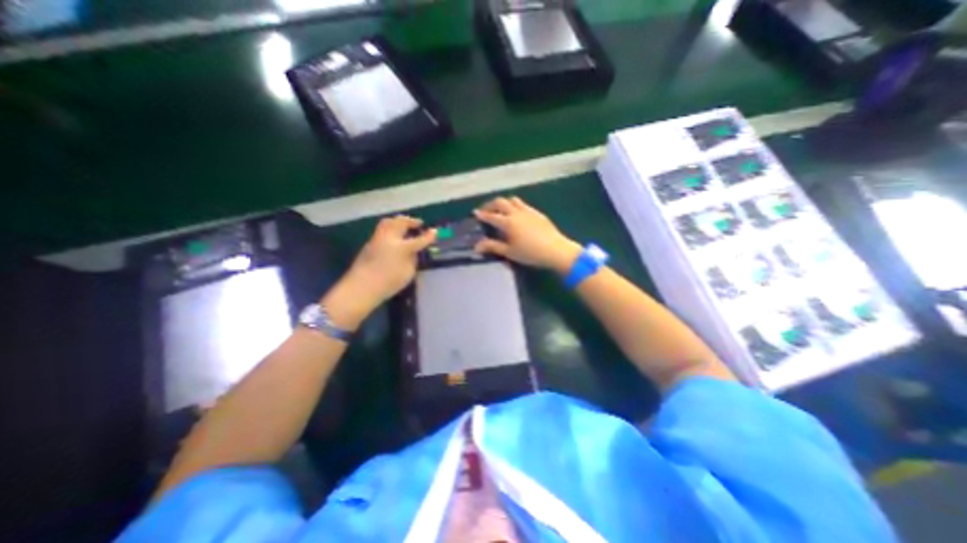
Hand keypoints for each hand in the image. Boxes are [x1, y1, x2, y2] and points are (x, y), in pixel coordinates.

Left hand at [323, 214, 436, 326]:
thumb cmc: (388, 283)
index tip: (435, 231)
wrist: (361, 288)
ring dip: (398, 222)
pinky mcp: (368, 244)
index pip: (419, 239)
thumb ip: (412, 260)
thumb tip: (412, 252)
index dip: (429, 236)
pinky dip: (390, 229)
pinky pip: (381, 230)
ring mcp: (377, 239)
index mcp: (402, 247)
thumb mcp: (408, 273)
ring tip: (404, 226)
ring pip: (388, 222)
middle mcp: (389, 238)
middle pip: (400, 222)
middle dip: (411, 221)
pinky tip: (393, 237)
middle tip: (418, 224)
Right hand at [472, 195, 576, 274]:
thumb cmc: (530, 253)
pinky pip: (523, 204)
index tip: (475, 213)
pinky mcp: (537, 213)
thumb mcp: (509, 252)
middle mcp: (516, 213)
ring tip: (501, 210)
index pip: (491, 216)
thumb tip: (477, 246)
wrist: (556, 250)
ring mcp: (528, 211)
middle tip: (486, 211)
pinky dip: (515, 205)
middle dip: (491, 205)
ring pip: (513, 200)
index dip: (482, 214)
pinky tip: (517, 214)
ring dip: (504, 203)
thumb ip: (493, 246)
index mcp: (508, 223)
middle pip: (500, 202)